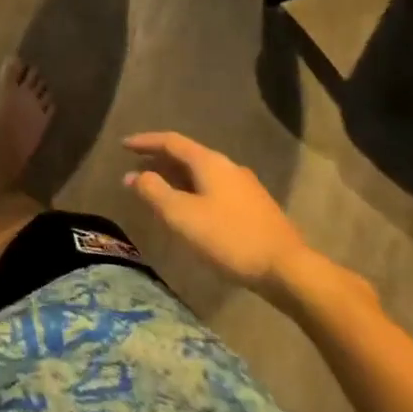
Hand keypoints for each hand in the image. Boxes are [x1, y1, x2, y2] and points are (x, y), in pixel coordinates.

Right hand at [124, 133, 307, 295]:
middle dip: (159, 162)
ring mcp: (245, 187)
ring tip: (158, 192)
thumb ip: (154, 192)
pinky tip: (190, 211)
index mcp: (209, 162)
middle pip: (187, 156)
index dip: (145, 141)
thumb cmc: (230, 238)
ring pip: (201, 174)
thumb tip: (134, 175)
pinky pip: (214, 189)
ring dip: (176, 179)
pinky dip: (193, 191)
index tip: (123, 145)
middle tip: (136, 172)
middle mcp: (228, 166)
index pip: (171, 141)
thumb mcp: (182, 215)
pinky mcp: (255, 208)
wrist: (289, 270)